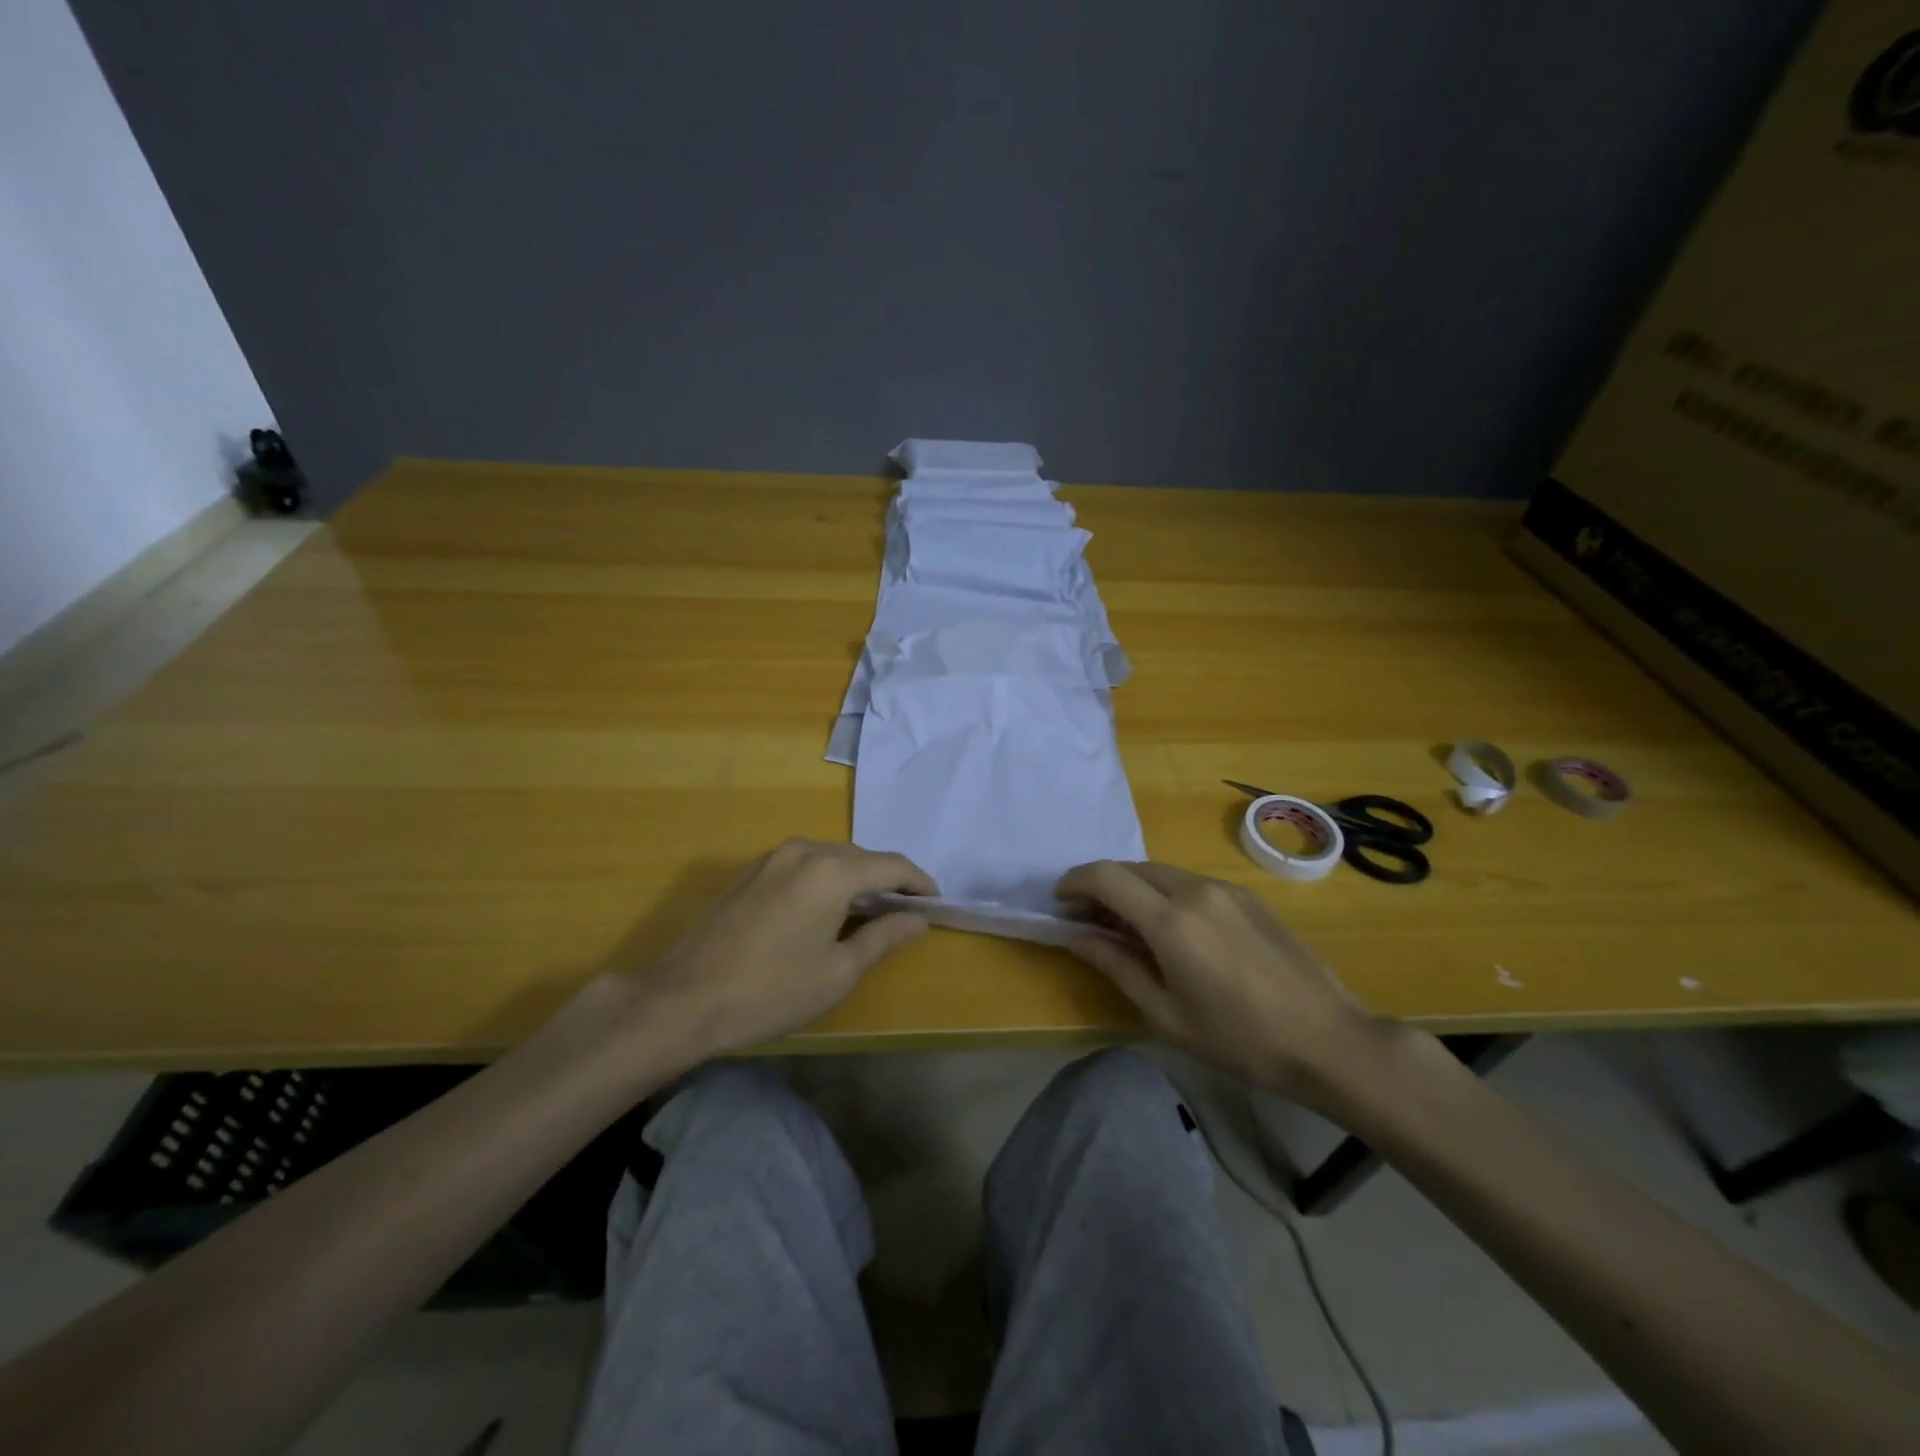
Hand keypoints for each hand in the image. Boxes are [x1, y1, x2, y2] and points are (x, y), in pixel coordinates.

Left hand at [633, 839, 936, 1056]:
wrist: (683, 1001)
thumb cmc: (771, 991)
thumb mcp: (837, 972)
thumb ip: (883, 938)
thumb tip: (918, 919)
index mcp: (832, 871)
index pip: (891, 865)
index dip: (919, 883)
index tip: (936, 903)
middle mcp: (804, 851)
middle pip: (862, 857)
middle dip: (888, 880)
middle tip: (906, 912)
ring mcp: (773, 858)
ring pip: (832, 857)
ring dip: (856, 878)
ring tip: (870, 911)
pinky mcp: (751, 872)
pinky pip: (805, 864)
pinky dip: (827, 879)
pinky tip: (826, 909)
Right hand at [1055, 860, 1385, 1103]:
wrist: (1328, 1040)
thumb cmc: (1239, 1040)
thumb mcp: (1167, 1013)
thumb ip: (1117, 965)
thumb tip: (1077, 936)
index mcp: (1170, 921)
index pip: (1105, 876)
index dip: (1074, 882)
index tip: (1060, 902)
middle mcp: (1195, 890)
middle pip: (1131, 868)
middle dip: (1101, 885)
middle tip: (1087, 918)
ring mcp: (1225, 889)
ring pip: (1161, 872)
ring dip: (1133, 887)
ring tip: (1126, 925)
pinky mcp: (1248, 896)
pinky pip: (1191, 882)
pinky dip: (1164, 893)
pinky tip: (1171, 927)